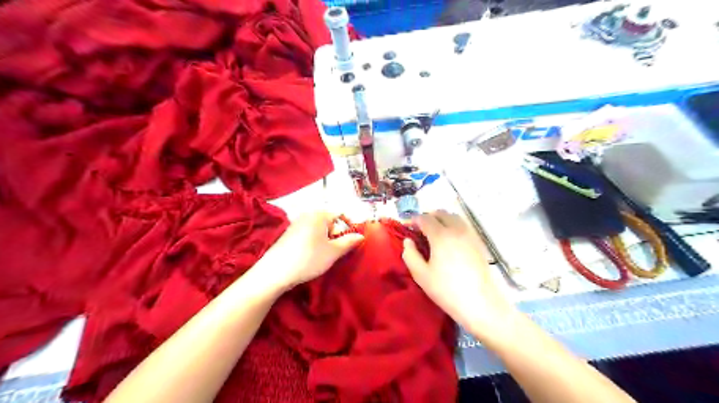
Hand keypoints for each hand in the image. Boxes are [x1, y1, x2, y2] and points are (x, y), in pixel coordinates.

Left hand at [255, 212, 362, 292]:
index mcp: (319, 214)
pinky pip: (309, 233)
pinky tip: (312, 256)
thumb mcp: (333, 252)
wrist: (275, 272)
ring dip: (326, 240)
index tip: (352, 240)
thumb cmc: (308, 259)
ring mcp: (296, 223)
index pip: (340, 213)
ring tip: (325, 255)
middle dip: (337, 234)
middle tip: (337, 251)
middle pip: (329, 221)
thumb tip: (360, 236)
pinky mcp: (289, 234)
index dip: (349, 225)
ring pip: (319, 229)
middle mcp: (307, 214)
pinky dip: (315, 242)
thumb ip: (349, 242)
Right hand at [403, 211, 516, 335]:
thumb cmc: (447, 290)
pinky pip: (464, 226)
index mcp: (441, 235)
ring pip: (454, 217)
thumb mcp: (421, 275)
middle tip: (419, 229)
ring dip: (442, 219)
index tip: (407, 227)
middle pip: (441, 213)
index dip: (413, 220)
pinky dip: (453, 225)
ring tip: (434, 233)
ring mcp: (470, 235)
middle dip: (428, 217)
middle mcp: (457, 229)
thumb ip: (410, 254)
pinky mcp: (479, 242)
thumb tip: (408, 241)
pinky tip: (449, 240)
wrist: (481, 304)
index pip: (425, 218)